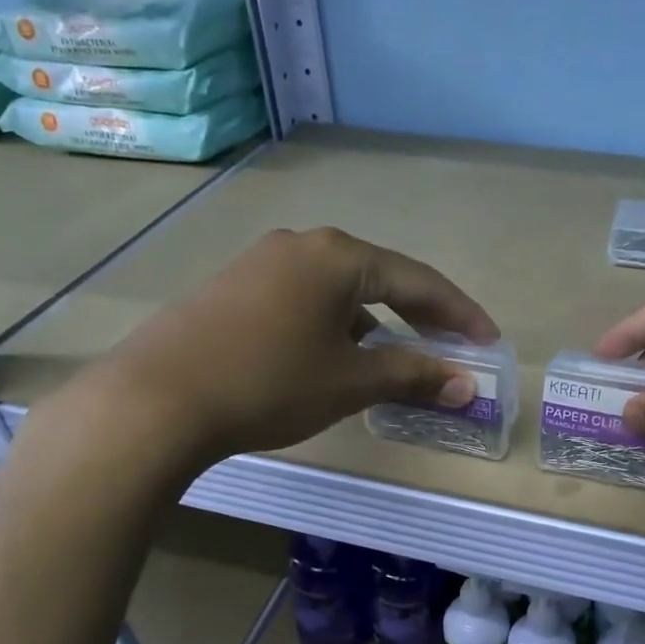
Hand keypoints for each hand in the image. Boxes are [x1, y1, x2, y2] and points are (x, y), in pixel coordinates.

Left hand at [88, 227, 498, 465]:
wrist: (156, 398)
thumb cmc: (269, 383)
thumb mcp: (350, 382)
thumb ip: (412, 377)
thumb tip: (465, 385)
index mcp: (339, 256)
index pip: (418, 281)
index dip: (459, 313)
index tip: (488, 340)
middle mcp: (302, 245)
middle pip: (379, 277)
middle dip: (419, 314)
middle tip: (451, 344)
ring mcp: (261, 263)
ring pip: (338, 289)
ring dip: (374, 321)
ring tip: (393, 357)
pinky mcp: (233, 287)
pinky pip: (303, 299)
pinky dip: (334, 324)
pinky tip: (332, 355)